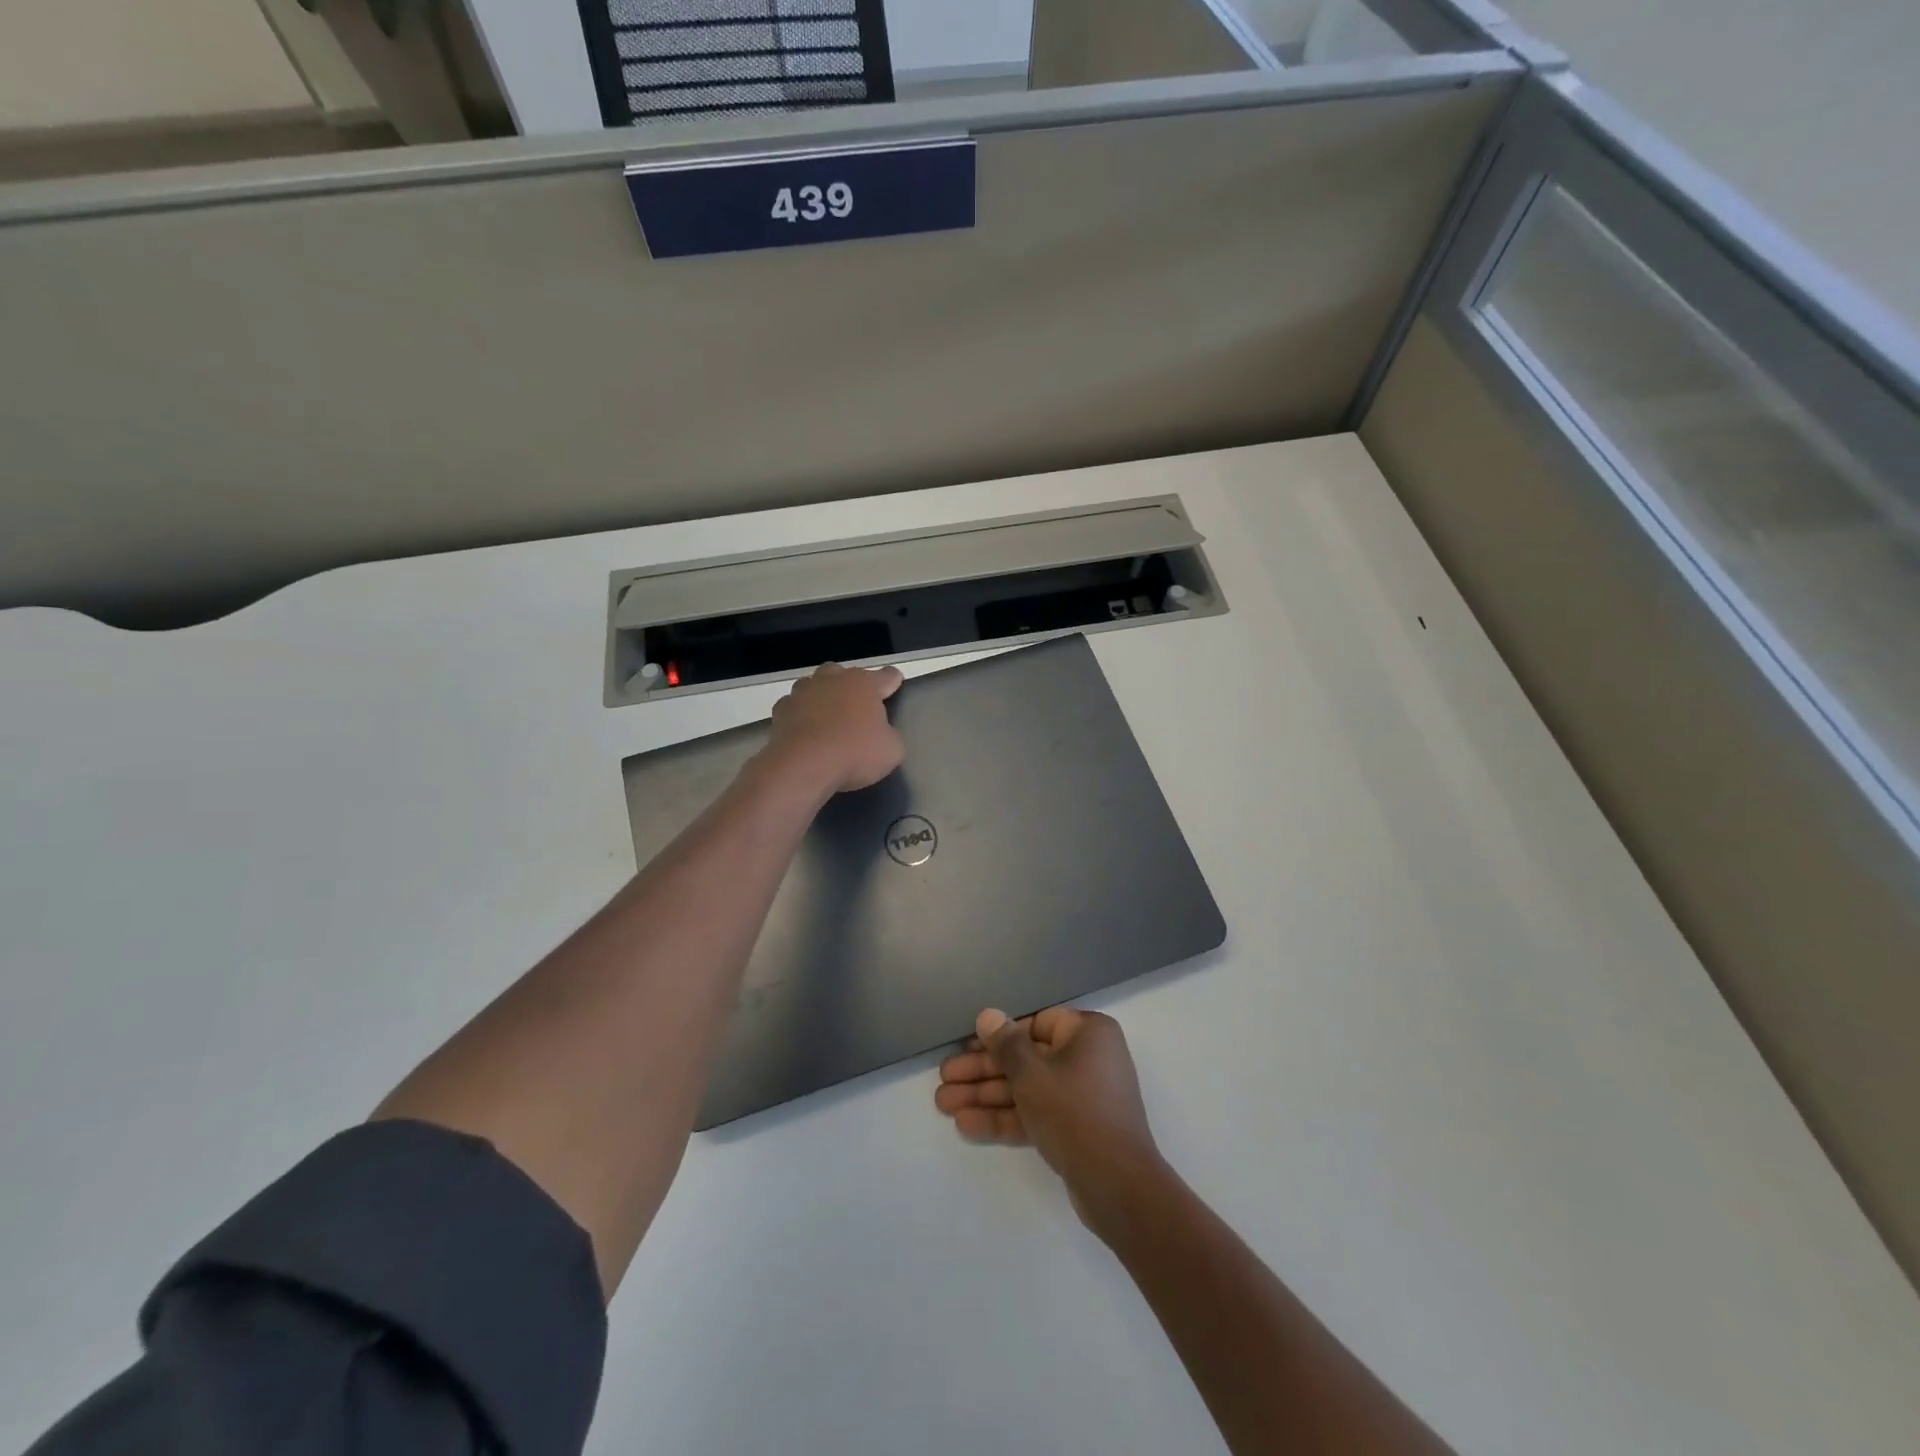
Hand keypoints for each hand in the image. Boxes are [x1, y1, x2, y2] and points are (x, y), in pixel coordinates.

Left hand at [763, 662, 905, 795]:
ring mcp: (803, 691)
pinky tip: (804, 729)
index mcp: (864, 684)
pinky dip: (801, 714)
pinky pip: (795, 706)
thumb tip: (885, 734)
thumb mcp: (892, 751)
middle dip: (852, 686)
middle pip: (846, 674)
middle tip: (858, 706)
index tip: (895, 683)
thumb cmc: (854, 754)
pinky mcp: (781, 708)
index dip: (893, 681)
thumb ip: (891, 736)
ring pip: (816, 684)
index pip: (886, 676)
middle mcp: (833, 679)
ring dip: (823, 695)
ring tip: (828, 715)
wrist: (802, 766)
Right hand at [936, 1006, 1166, 1227]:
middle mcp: (1088, 1058)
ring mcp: (1082, 1096)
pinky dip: (1005, 1118)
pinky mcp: (1075, 1129)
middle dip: (983, 1071)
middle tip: (944, 1077)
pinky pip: (1035, 1114)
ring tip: (942, 1103)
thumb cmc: (1075, 1113)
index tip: (966, 1043)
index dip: (999, 1034)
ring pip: (1026, 1089)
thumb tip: (988, 1015)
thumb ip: (1006, 1044)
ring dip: (986, 1096)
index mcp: (1088, 1033)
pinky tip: (966, 1124)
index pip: (1036, 1023)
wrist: (1118, 1187)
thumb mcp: (1033, 1074)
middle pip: (1026, 1058)